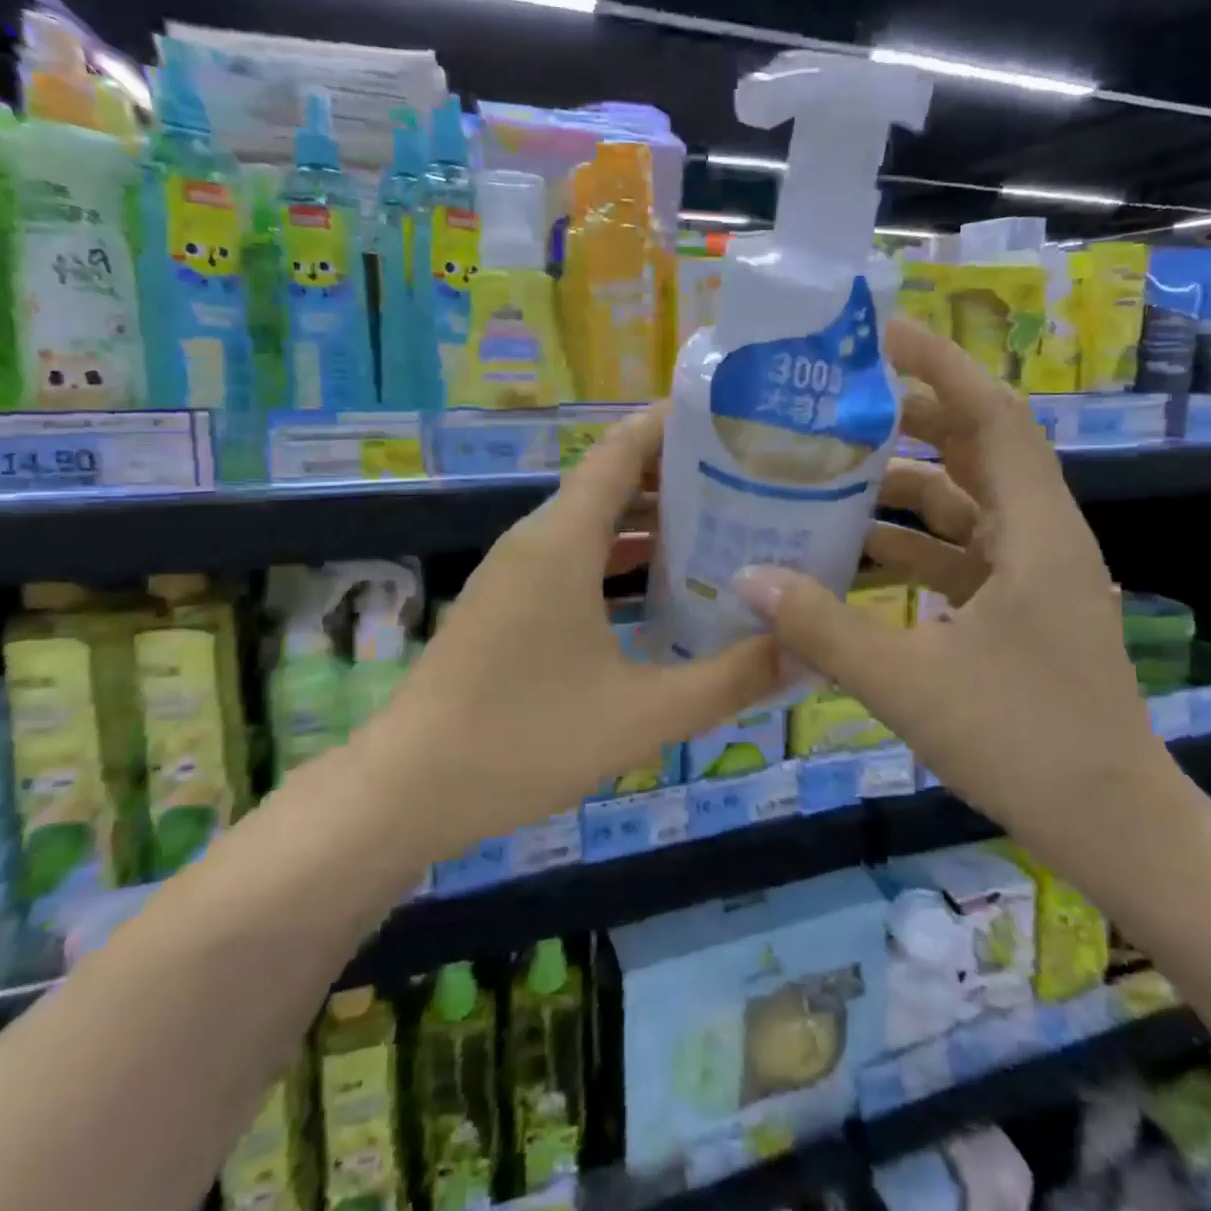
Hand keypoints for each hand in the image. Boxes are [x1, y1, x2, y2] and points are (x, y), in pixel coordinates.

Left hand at [381, 406, 780, 844]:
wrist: (407, 791)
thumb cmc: (524, 740)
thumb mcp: (642, 715)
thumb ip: (728, 681)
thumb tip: (802, 651)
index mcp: (562, 541)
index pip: (622, 450)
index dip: (671, 424)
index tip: (731, 420)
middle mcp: (536, 540)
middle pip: (612, 481)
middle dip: (678, 475)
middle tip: (750, 482)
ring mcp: (516, 572)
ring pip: (593, 522)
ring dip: (651, 520)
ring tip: (722, 527)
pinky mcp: (508, 603)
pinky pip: (574, 557)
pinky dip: (620, 557)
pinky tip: (663, 588)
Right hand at [733, 319, 1194, 883]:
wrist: (1114, 826)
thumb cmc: (1025, 743)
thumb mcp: (911, 684)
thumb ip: (824, 629)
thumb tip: (748, 576)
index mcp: (1035, 532)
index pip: (993, 416)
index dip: (942, 366)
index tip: (882, 335)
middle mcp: (1040, 537)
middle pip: (975, 449)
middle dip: (910, 418)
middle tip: (838, 403)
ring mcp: (1032, 574)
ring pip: (963, 504)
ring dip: (903, 486)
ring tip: (831, 474)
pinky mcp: (1019, 608)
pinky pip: (959, 553)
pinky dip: (912, 545)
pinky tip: (856, 555)